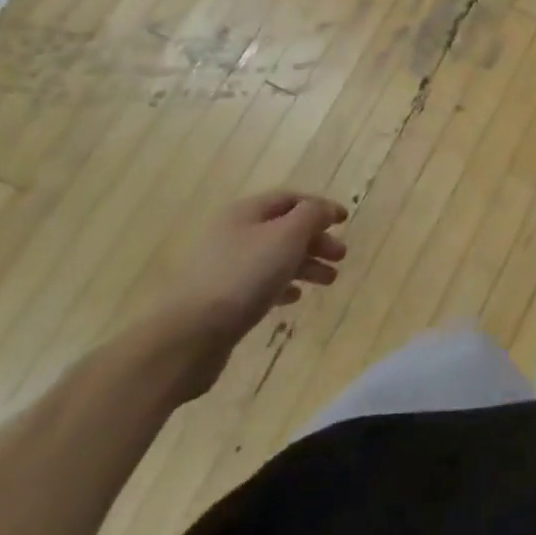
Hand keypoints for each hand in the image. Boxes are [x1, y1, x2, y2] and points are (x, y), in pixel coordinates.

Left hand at [167, 190, 348, 353]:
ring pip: (274, 258)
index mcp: (246, 213)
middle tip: (341, 256)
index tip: (345, 221)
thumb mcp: (287, 236)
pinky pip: (260, 284)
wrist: (190, 334)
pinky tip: (295, 298)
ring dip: (305, 265)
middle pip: (283, 229)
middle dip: (315, 239)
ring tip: (329, 281)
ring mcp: (225, 267)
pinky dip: (283, 286)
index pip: (289, 199)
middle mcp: (233, 234)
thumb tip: (325, 209)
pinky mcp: (221, 299)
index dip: (319, 207)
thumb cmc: (245, 276)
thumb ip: (312, 215)